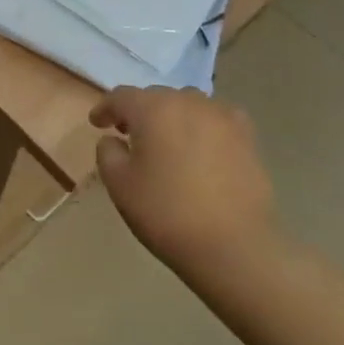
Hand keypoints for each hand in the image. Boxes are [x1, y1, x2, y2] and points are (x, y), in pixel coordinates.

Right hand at [92, 86, 273, 281]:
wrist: (234, 247)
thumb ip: (107, 153)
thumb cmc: (167, 213)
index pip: (121, 97)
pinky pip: (217, 119)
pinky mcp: (247, 137)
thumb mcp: (119, 185)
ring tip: (167, 140)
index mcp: (153, 108)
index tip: (97, 123)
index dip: (105, 108)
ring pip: (188, 105)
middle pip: (156, 97)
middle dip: (139, 112)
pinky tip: (202, 147)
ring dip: (172, 117)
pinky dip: (203, 126)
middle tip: (128, 133)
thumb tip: (114, 140)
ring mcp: (222, 117)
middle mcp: (188, 101)